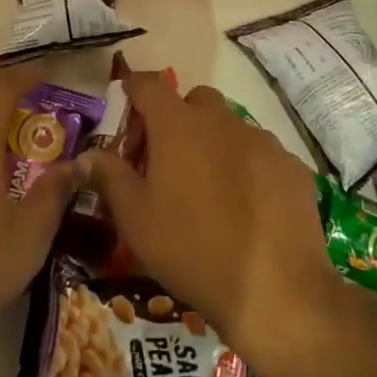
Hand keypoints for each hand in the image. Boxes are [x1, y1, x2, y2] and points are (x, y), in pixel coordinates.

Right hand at [81, 74, 342, 369]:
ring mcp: (262, 141)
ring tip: (210, 190)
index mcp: (178, 126)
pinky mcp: (292, 166)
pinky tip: (248, 209)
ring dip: (214, 144)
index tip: (126, 103)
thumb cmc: (192, 250)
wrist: (276, 291)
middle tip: (167, 160)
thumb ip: (109, 177)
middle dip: (178, 119)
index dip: (134, 88)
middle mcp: (222, 121)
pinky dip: (248, 168)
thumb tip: (85, 154)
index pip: (149, 84)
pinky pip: (261, 154)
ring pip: (230, 127)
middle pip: (195, 100)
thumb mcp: (136, 219)